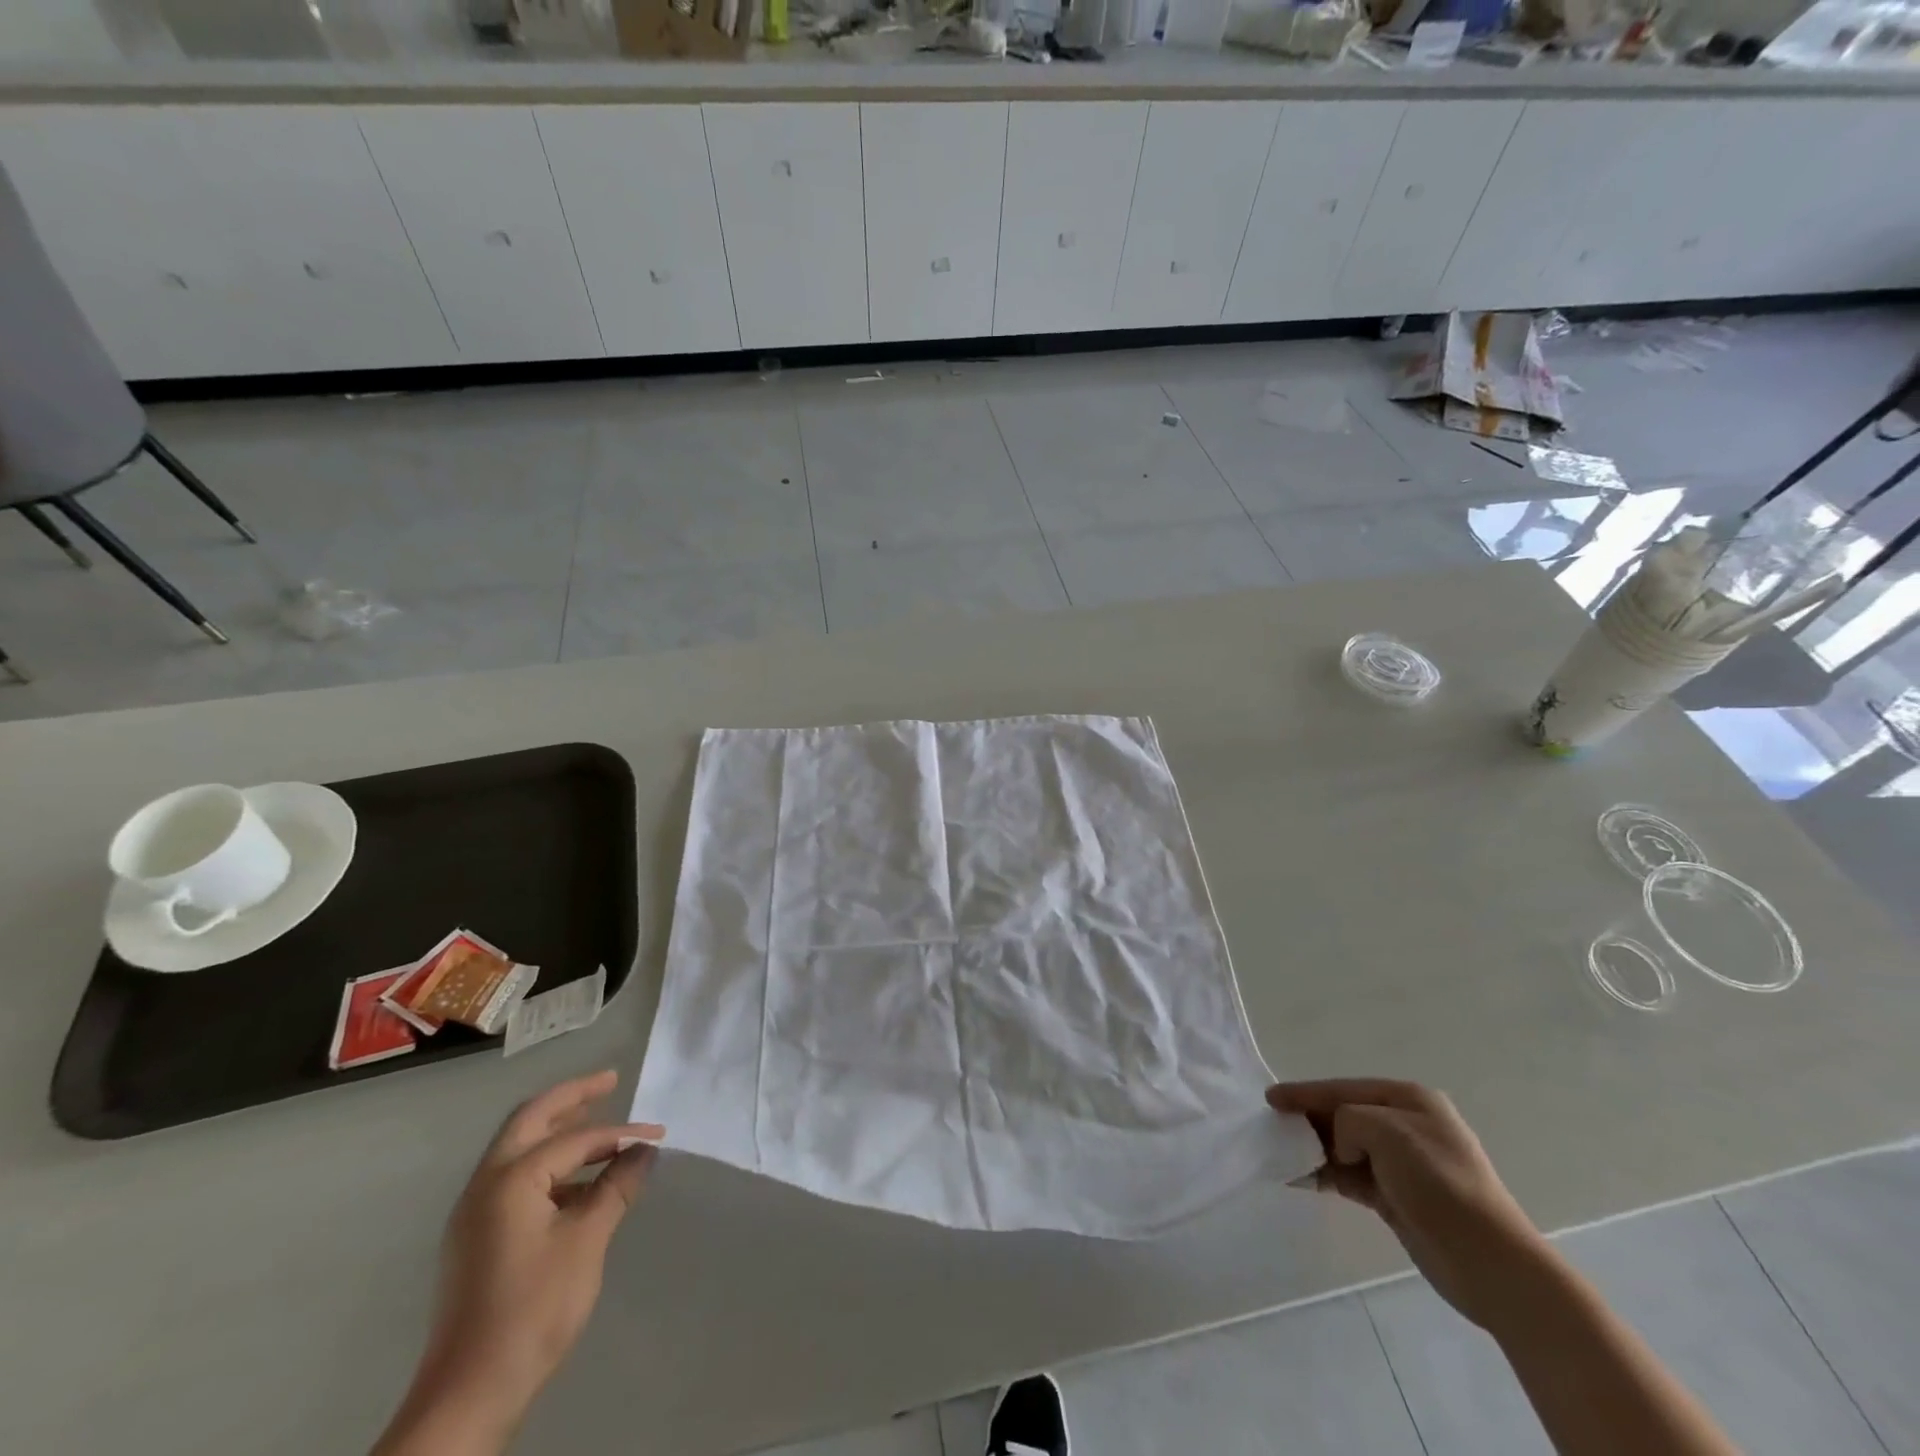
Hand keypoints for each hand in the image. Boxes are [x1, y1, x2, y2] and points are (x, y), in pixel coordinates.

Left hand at [375, 1071, 664, 1454]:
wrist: (469, 1393)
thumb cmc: (533, 1308)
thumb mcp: (587, 1241)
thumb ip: (617, 1186)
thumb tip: (645, 1149)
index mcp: (509, 1179)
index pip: (575, 1139)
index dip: (620, 1132)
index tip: (658, 1135)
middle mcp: (484, 1185)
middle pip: (530, 1121)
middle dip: (571, 1098)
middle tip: (610, 1081)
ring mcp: (475, 1213)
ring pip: (519, 1149)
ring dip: (558, 1131)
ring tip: (599, 1126)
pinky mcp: (477, 1238)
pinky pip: (515, 1179)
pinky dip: (548, 1164)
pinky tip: (578, 1182)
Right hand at [1268, 1078, 1546, 1330]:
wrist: (1491, 1264)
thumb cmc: (1440, 1185)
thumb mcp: (1387, 1132)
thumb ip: (1348, 1121)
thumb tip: (1340, 1147)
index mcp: (1410, 1101)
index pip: (1344, 1089)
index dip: (1306, 1092)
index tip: (1270, 1099)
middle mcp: (1408, 1126)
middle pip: (1344, 1115)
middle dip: (1309, 1121)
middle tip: (1273, 1127)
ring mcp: (1404, 1164)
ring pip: (1345, 1147)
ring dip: (1315, 1150)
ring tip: (1280, 1154)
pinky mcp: (1398, 1198)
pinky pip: (1351, 1177)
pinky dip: (1327, 1175)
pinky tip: (1301, 1179)